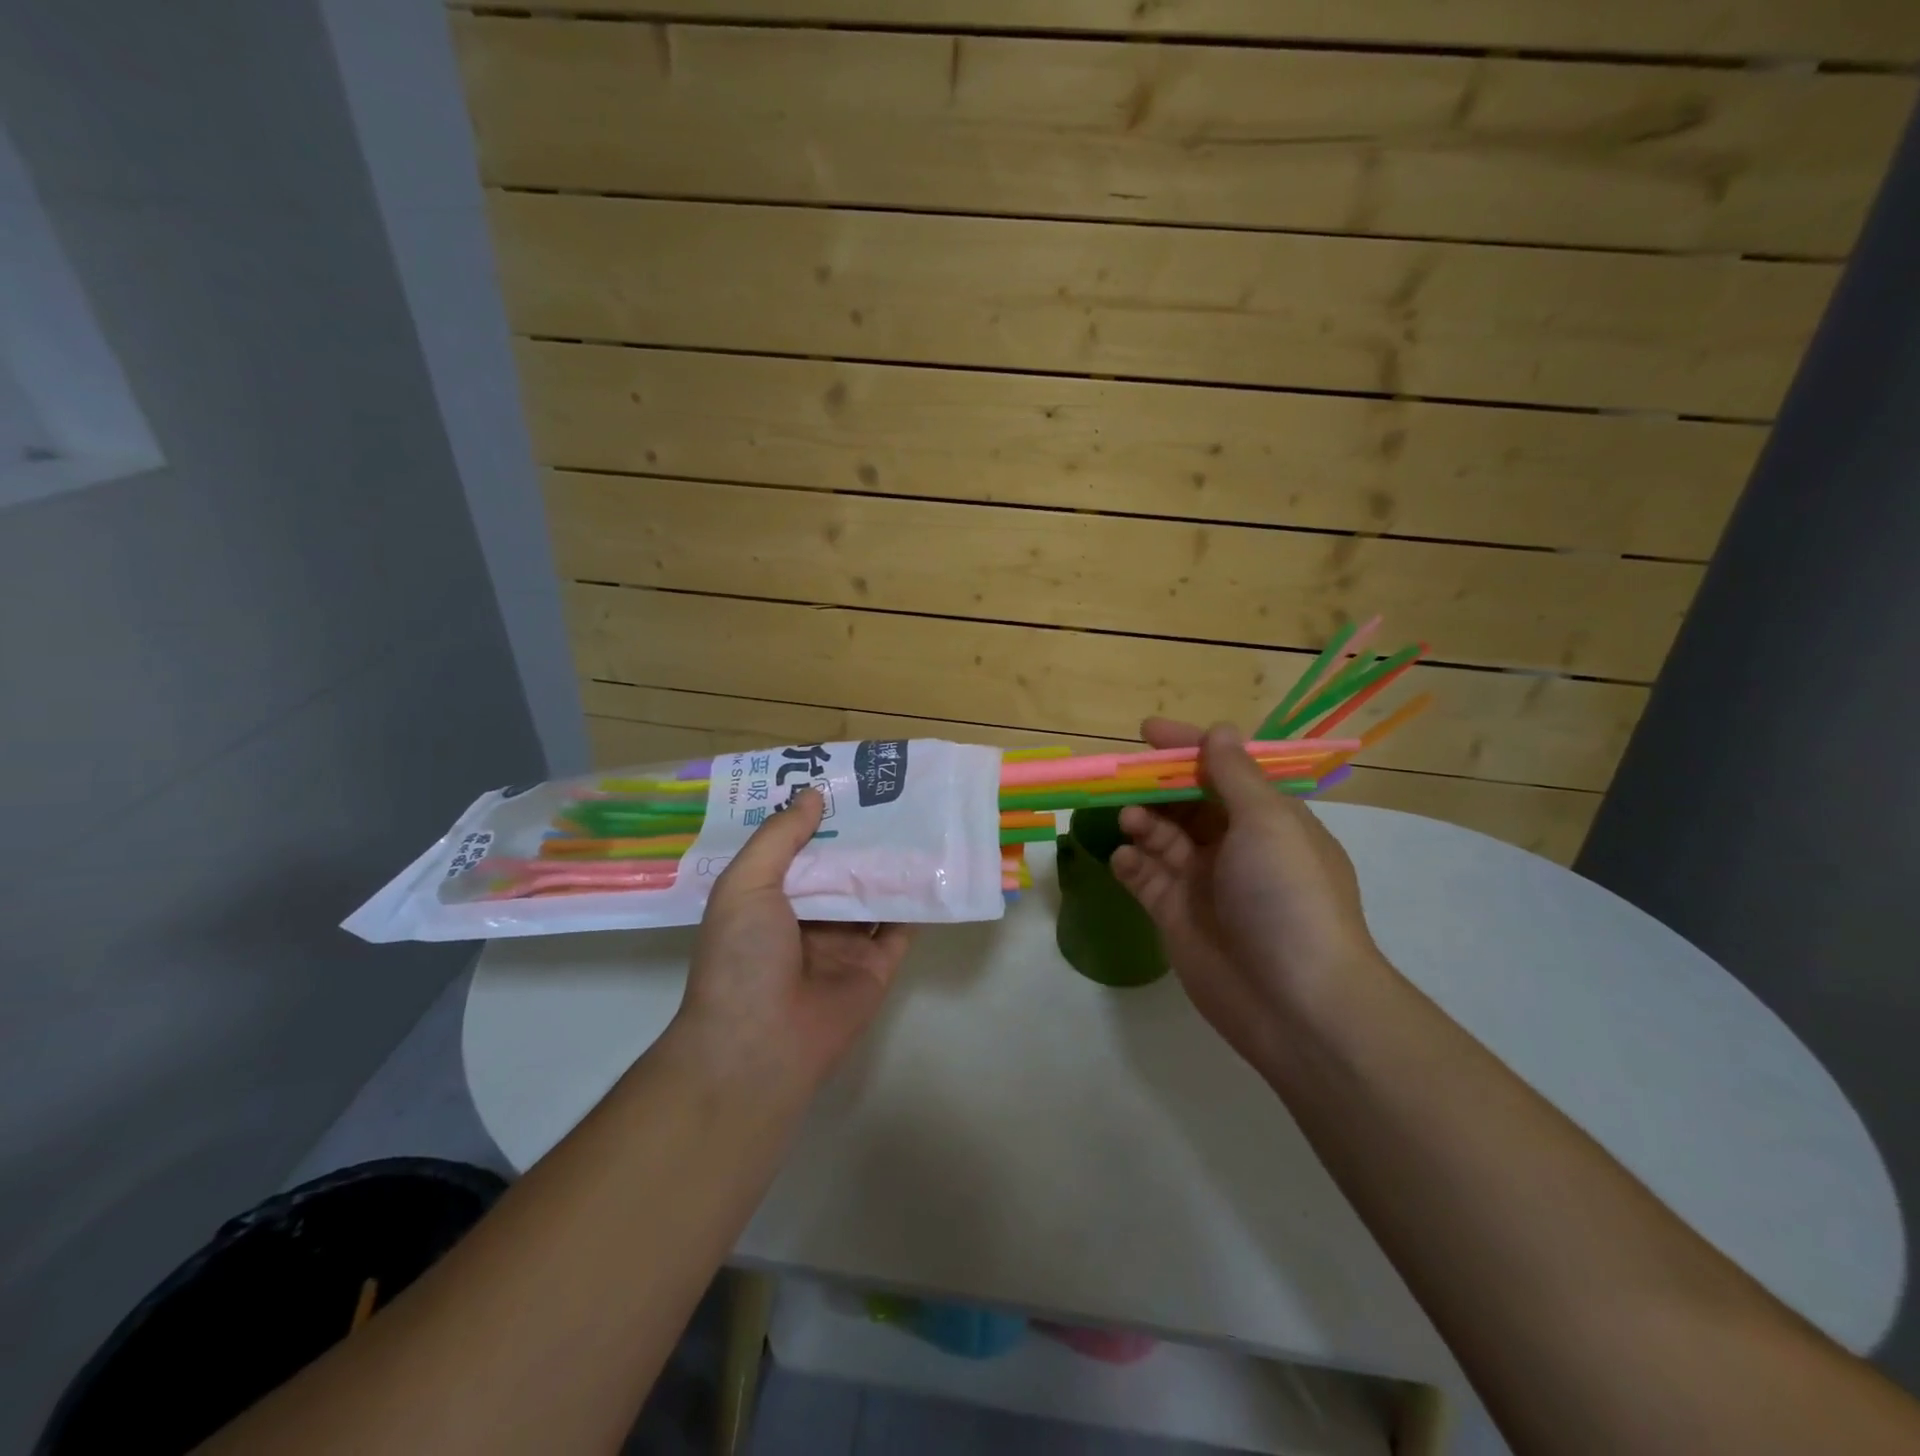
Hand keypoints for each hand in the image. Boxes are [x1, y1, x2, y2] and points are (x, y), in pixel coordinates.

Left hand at [677, 788, 910, 1091]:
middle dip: (861, 835)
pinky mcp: (877, 966)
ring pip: (873, 893)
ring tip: (919, 816)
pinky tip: (935, 864)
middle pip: (840, 868)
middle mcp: (807, 918)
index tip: (844, 782)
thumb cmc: (741, 958)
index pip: (798, 849)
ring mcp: (844, 943)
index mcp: (769, 899)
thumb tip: (812, 795)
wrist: (759, 1046)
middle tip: (891, 790)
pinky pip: (902, 927)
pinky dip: (917, 900)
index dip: (818, 818)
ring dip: (892, 862)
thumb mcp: (745, 885)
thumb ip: (779, 838)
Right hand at [1110, 719, 1386, 1070]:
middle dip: (1156, 786)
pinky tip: (1124, 859)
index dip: (1188, 747)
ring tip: (1130, 821)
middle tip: (1122, 777)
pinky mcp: (1176, 915)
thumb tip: (1219, 731)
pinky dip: (1131, 863)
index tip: (1148, 731)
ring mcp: (1203, 882)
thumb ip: (1234, 775)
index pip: (1223, 770)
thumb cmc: (1287, 896)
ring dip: (1142, 821)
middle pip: (1186, 802)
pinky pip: (1145, 877)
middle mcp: (1235, 846)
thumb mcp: (1269, 822)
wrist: (1295, 1001)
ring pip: (1161, 837)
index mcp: (1267, 819)